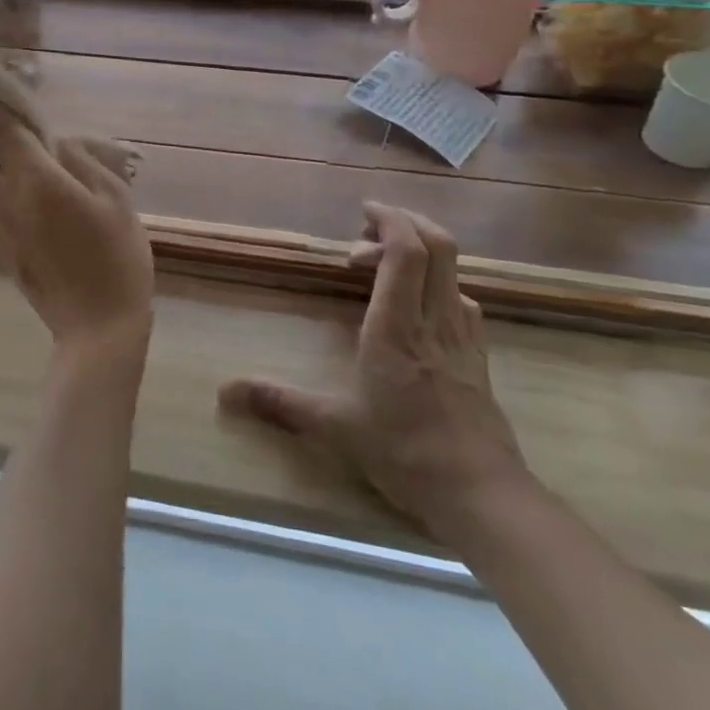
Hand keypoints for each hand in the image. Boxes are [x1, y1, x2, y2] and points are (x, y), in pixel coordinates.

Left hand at [0, 69, 154, 361]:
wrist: (98, 331)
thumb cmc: (117, 259)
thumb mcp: (114, 198)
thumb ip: (81, 161)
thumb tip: (54, 145)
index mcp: (34, 181)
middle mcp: (2, 200)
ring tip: (21, 150)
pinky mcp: (1, 247)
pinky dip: (2, 183)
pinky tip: (37, 190)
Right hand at [220, 203, 527, 535]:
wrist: (484, 497)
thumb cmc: (405, 453)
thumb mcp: (336, 426)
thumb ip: (280, 402)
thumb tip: (225, 392)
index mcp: (396, 327)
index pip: (406, 252)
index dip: (389, 220)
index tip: (363, 212)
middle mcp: (433, 320)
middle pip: (439, 247)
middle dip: (406, 224)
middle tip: (367, 232)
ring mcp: (462, 337)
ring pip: (453, 272)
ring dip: (421, 254)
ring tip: (383, 267)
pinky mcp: (478, 357)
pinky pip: (461, 301)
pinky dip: (437, 285)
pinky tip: (417, 308)